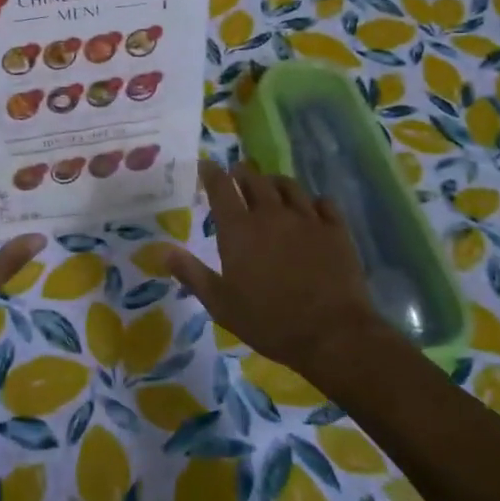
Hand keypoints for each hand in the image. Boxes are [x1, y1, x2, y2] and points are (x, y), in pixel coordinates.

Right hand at [161, 160, 386, 381]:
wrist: (332, 335)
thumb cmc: (269, 321)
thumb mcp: (221, 304)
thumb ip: (192, 274)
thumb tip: (163, 251)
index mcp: (239, 229)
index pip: (221, 187)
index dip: (211, 172)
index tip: (205, 165)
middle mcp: (271, 214)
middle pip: (254, 178)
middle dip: (242, 173)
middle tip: (236, 175)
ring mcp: (306, 218)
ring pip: (288, 185)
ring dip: (274, 183)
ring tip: (271, 187)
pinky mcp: (336, 230)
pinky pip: (323, 202)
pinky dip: (312, 202)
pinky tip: (311, 209)